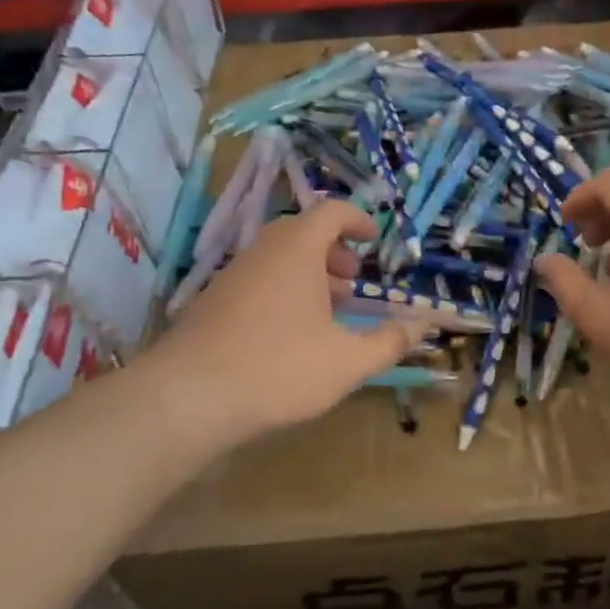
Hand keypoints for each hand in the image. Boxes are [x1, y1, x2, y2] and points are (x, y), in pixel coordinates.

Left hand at [141, 200, 424, 445]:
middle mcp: (262, 251)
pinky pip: (258, 281)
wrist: (188, 397)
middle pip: (302, 233)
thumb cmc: (279, 368)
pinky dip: (283, 292)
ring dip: (309, 274)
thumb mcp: (347, 360)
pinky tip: (291, 335)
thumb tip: (422, 325)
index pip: (331, 212)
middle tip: (353, 279)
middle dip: (333, 251)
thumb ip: (389, 341)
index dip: (357, 219)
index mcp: (297, 249)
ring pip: (278, 259)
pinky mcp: (212, 303)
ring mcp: (233, 276)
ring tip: (329, 310)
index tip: (374, 237)